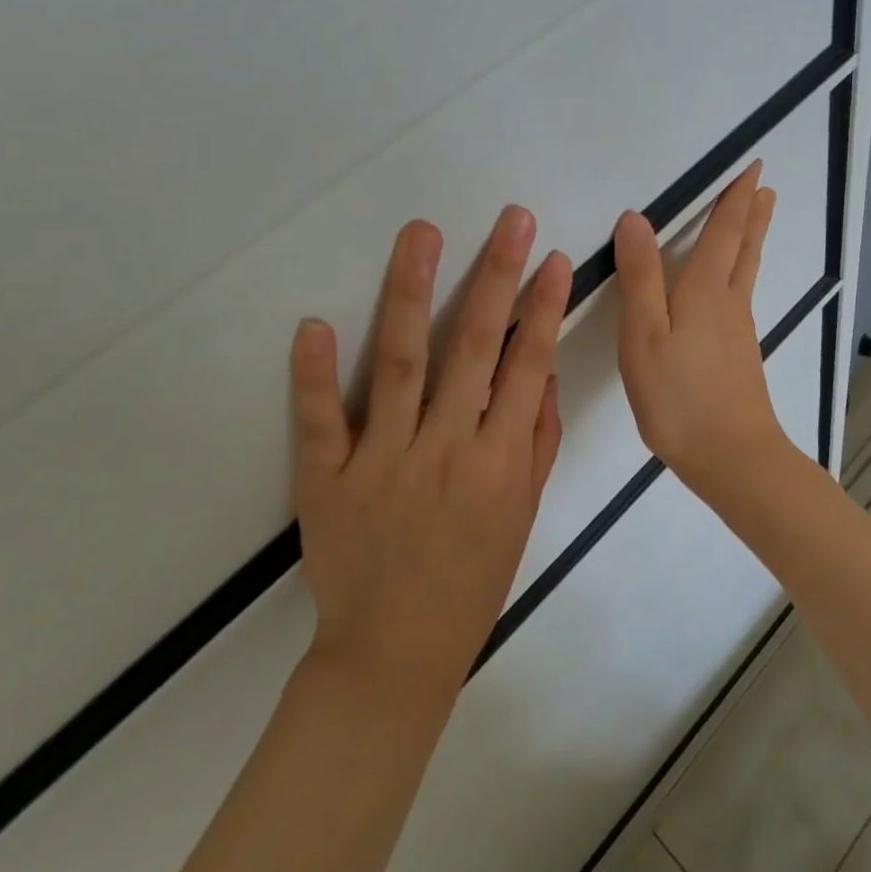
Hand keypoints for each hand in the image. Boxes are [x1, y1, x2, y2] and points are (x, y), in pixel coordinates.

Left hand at [288, 206, 570, 707]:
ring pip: (400, 363)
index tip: (556, 259)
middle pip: (472, 347)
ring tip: (422, 234)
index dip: (544, 308)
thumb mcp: (524, 512)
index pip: (527, 366)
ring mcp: (381, 462)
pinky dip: (313, 373)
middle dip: (496, 276)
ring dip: (413, 292)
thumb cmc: (474, 577)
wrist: (394, 651)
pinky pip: (319, 420)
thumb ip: (536, 439)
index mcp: (498, 462)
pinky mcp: (326, 480)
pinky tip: (315, 323)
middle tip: (511, 220)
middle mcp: (444, 450)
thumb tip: (541, 371)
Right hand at [612, 163, 784, 485]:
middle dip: (752, 216)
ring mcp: (739, 331)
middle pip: (744, 249)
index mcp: (707, 290)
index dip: (736, 198)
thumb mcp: (645, 333)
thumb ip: (640, 276)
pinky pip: (740, 299)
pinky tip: (731, 290)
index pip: (725, 231)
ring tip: (756, 221)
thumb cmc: (679, 395)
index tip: (754, 169)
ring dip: (751, 241)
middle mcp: (730, 303)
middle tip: (765, 188)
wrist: (731, 457)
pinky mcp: (739, 357)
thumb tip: (636, 218)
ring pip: (746, 273)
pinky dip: (741, 274)